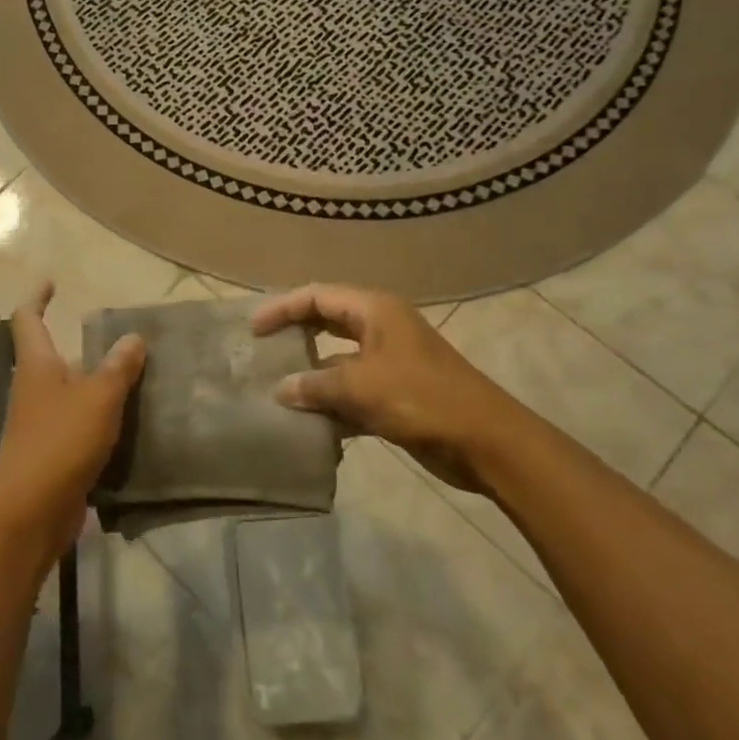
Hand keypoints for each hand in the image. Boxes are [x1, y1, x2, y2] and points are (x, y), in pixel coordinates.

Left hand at [0, 281, 145, 564]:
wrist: (29, 513)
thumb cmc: (59, 443)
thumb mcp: (99, 399)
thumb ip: (118, 367)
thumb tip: (133, 337)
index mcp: (36, 365)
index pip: (27, 318)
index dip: (37, 297)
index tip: (52, 283)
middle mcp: (31, 388)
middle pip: (47, 354)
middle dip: (74, 343)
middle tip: (113, 338)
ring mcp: (36, 422)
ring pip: (64, 390)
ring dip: (89, 380)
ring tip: (128, 376)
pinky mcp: (47, 452)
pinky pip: (73, 421)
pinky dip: (94, 414)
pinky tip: (123, 422)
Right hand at [251, 284, 524, 491]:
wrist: (486, 443)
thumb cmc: (423, 399)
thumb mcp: (362, 387)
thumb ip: (316, 384)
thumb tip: (281, 389)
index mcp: (375, 311)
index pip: (317, 296)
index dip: (282, 307)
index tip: (252, 329)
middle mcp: (380, 329)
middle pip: (326, 323)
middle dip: (294, 335)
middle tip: (260, 351)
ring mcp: (388, 363)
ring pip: (337, 361)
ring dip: (310, 375)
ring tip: (274, 389)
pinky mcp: (394, 395)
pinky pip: (351, 393)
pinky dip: (330, 405)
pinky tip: (307, 424)